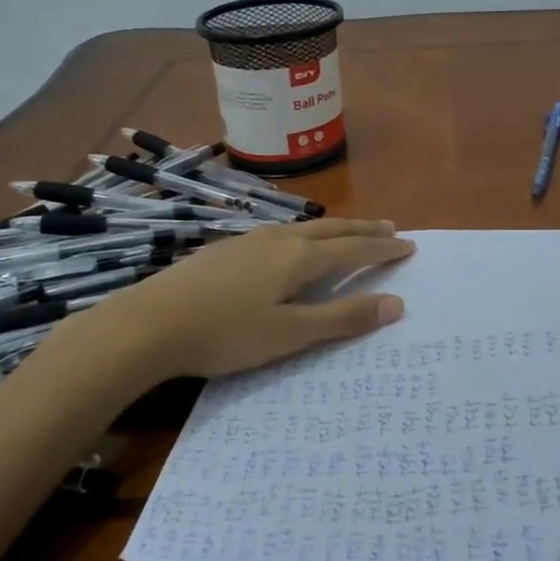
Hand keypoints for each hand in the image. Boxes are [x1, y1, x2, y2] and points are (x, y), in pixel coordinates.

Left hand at [83, 218, 414, 380]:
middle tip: (390, 226)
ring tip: (350, 231)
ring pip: (305, 228)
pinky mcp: (227, 248)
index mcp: (300, 258)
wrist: (150, 322)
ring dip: (335, 229)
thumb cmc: (226, 333)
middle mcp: (279, 239)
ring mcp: (250, 240)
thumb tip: (395, 303)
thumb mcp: (290, 334)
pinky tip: (294, 244)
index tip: (409, 245)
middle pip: (332, 229)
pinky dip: (306, 235)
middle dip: (364, 228)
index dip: (384, 248)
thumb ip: (342, 319)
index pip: (354, 248)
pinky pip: (282, 233)